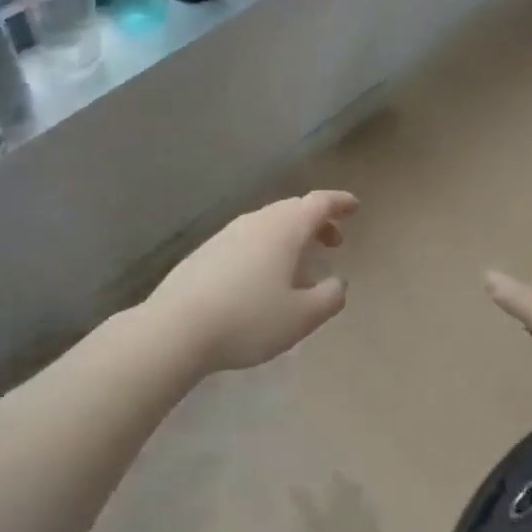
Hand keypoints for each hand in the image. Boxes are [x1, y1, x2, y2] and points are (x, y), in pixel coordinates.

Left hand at [148, 191, 358, 374]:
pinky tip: (263, 278)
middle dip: (317, 221)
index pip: (318, 203)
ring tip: (300, 265)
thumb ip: (329, 298)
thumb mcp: (302, 317)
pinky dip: (266, 248)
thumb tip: (339, 283)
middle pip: (292, 210)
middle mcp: (255, 222)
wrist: (176, 328)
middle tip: (333, 241)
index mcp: (284, 229)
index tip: (354, 208)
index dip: (340, 203)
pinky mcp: (205, 252)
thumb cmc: (249, 320)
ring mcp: (226, 235)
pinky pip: (247, 240)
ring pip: (267, 224)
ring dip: (290, 236)